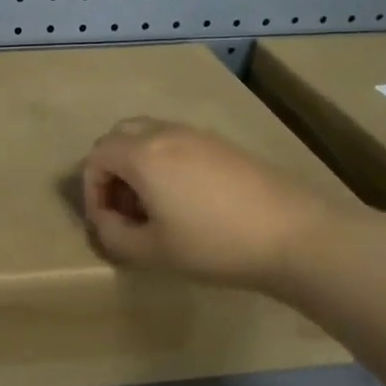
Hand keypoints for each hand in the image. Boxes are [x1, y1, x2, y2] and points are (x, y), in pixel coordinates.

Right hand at [81, 118, 338, 295]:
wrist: (293, 234)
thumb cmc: (214, 244)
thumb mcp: (152, 252)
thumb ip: (114, 236)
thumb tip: (106, 221)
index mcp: (142, 154)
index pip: (96, 157)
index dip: (92, 190)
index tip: (107, 222)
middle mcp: (164, 133)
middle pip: (119, 136)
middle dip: (111, 169)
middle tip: (124, 208)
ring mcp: (196, 135)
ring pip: (148, 135)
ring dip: (137, 164)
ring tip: (153, 205)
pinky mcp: (222, 144)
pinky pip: (176, 141)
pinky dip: (164, 161)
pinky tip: (186, 199)